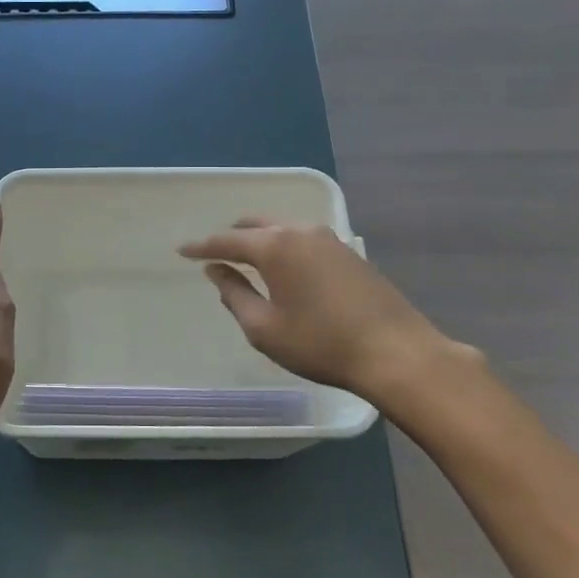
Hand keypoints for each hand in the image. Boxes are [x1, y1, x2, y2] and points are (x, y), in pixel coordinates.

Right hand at [179, 218, 470, 406]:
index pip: (227, 240)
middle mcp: (301, 232)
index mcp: (276, 247)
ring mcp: (329, 239)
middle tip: (214, 254)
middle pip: (256, 225)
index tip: (181, 250)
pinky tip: (284, 267)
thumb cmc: (321, 344)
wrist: (397, 352)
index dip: (201, 246)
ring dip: (259, 239)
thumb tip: (216, 271)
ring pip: (282, 228)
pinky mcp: (349, 253)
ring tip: (246, 258)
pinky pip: (303, 239)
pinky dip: (283, 246)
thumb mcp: (265, 328)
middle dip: (231, 236)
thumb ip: (234, 295)